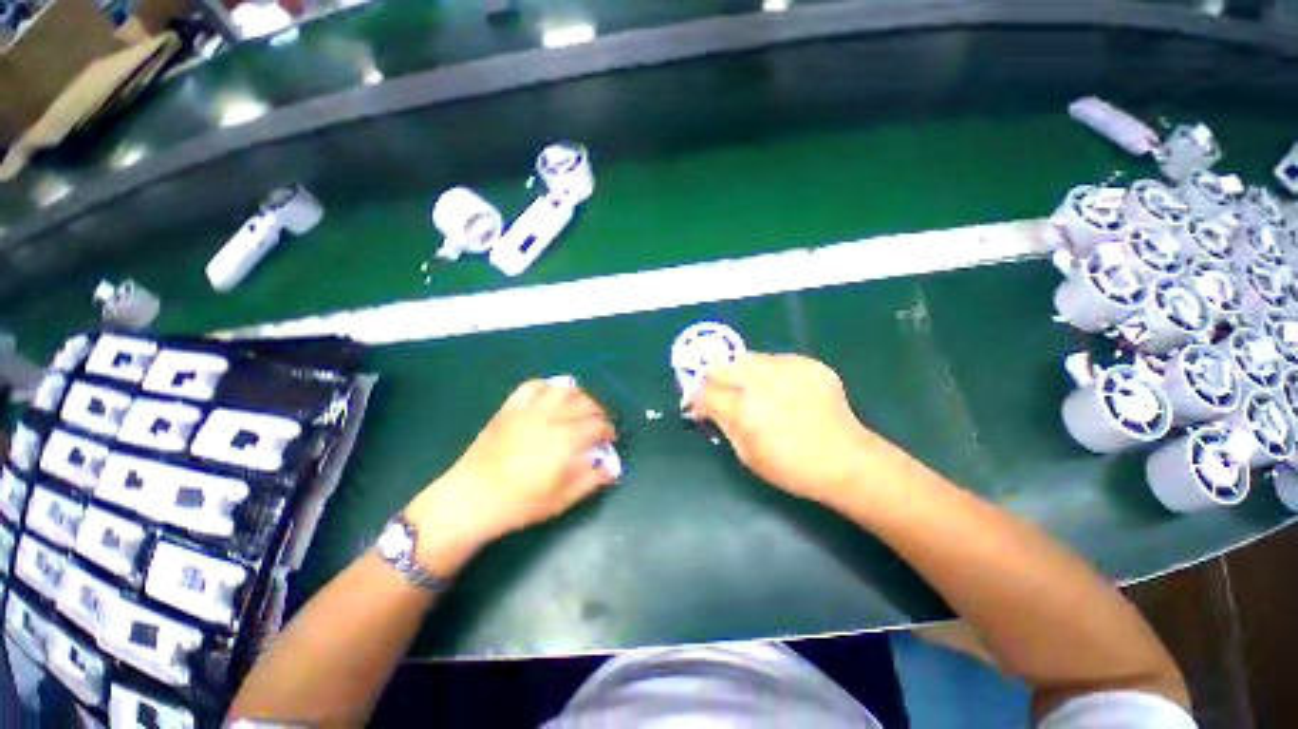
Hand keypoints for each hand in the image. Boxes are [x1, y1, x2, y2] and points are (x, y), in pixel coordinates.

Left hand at [405, 380, 616, 570]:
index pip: (598, 426)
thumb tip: (613, 470)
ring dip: (579, 396)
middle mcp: (553, 418)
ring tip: (580, 407)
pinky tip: (551, 397)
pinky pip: (533, 386)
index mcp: (567, 440)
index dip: (608, 431)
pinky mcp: (512, 407)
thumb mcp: (562, 499)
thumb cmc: (520, 503)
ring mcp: (531, 409)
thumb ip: (591, 481)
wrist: (473, 498)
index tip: (609, 439)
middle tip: (598, 424)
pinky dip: (547, 386)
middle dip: (598, 413)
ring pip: (564, 390)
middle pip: (585, 405)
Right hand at [688, 353, 874, 504]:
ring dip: (741, 373)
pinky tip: (782, 390)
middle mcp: (763, 383)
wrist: (846, 460)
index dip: (694, 396)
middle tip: (720, 392)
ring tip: (753, 390)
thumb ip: (722, 424)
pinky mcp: (808, 363)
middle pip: (721, 365)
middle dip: (713, 378)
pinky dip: (769, 373)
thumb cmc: (791, 467)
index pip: (705, 392)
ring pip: (747, 358)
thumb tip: (702, 406)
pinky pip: (775, 360)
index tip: (695, 401)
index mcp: (746, 411)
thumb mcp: (747, 454)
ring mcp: (788, 369)